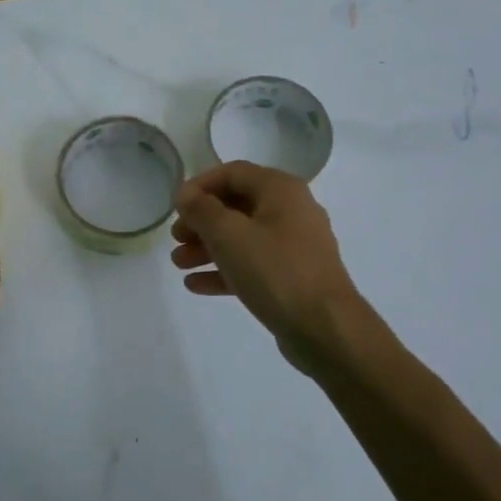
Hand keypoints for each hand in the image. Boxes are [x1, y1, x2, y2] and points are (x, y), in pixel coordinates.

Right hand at [171, 161, 364, 368]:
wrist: (325, 328)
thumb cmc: (275, 271)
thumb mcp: (229, 235)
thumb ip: (202, 210)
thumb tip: (186, 195)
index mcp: (281, 191)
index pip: (233, 173)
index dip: (200, 185)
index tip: (175, 206)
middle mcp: (291, 211)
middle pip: (236, 206)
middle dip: (201, 221)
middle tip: (176, 238)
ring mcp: (293, 246)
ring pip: (242, 238)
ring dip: (207, 247)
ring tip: (179, 264)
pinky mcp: (291, 277)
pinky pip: (251, 265)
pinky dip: (224, 270)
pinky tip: (195, 285)